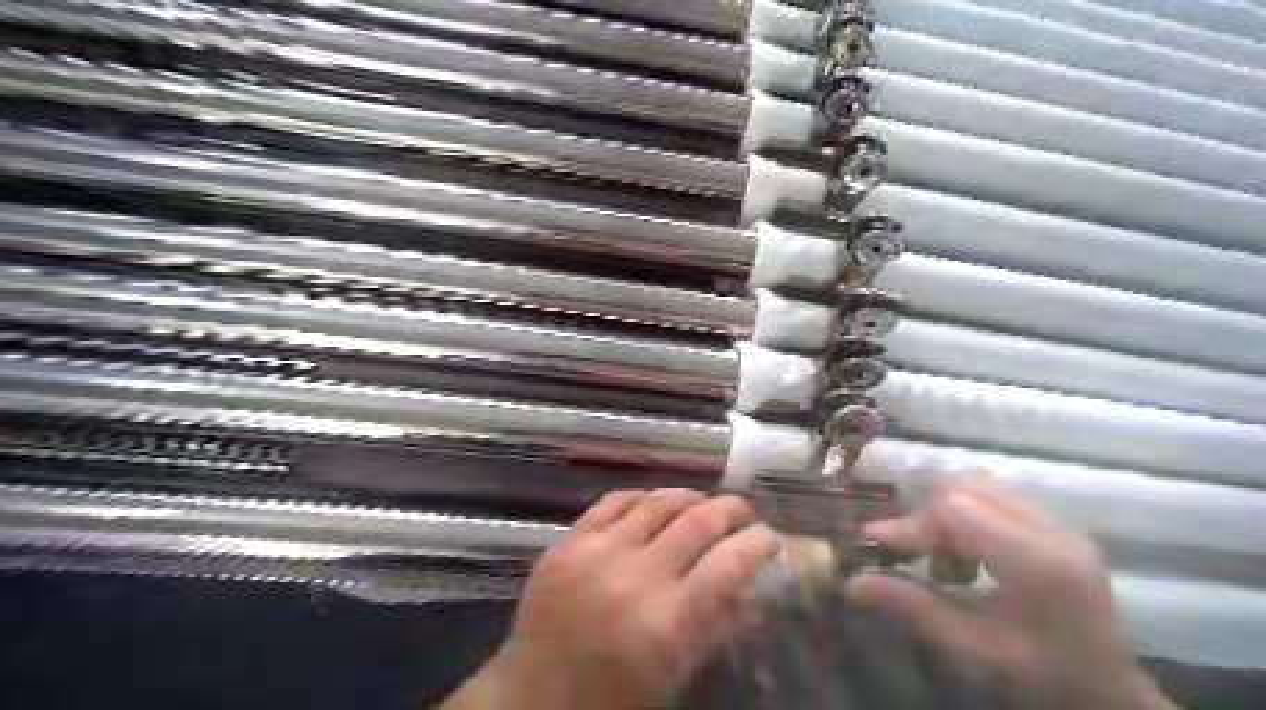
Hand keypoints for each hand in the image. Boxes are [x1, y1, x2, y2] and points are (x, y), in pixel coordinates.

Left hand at [468, 490, 781, 708]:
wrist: (532, 698)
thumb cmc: (612, 699)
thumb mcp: (675, 675)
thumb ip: (714, 626)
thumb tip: (749, 586)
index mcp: (667, 624)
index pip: (730, 565)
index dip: (758, 543)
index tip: (770, 538)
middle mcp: (635, 578)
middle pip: (698, 522)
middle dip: (731, 510)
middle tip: (743, 512)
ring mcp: (596, 554)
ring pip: (657, 502)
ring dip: (689, 497)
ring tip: (703, 502)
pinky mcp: (566, 544)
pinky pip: (612, 502)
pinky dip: (641, 497)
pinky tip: (654, 501)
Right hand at [843, 478, 1172, 709]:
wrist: (1111, 695)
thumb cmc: (1041, 677)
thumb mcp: (972, 646)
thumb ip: (912, 605)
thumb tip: (852, 583)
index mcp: (1037, 561)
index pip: (955, 509)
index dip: (911, 523)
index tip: (875, 541)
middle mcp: (1053, 530)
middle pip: (966, 489)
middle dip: (930, 518)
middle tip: (918, 557)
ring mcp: (1062, 524)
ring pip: (981, 488)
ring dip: (950, 515)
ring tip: (950, 562)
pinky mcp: (1061, 526)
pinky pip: (999, 498)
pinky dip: (971, 517)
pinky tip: (973, 556)